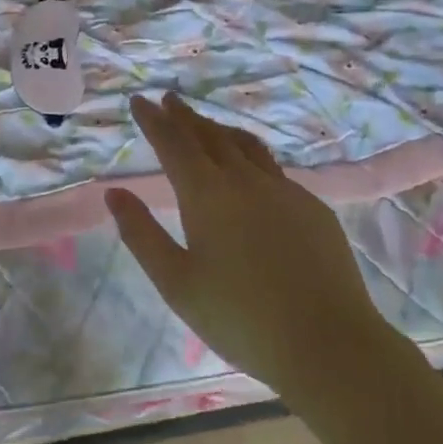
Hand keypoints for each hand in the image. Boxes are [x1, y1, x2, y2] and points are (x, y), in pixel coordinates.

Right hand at [106, 93, 400, 403]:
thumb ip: (141, 234)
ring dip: (219, 129)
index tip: (139, 100)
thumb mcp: (176, 282)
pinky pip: (273, 168)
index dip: (153, 120)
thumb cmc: (240, 318)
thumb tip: (114, 193)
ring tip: (206, 124)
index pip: (173, 143)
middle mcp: (245, 180)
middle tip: (169, 100)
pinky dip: (250, 156)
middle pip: (209, 136)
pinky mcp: (313, 207)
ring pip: (245, 145)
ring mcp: (284, 190)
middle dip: (185, 116)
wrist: (328, 344)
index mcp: (207, 194)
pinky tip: (251, 170)